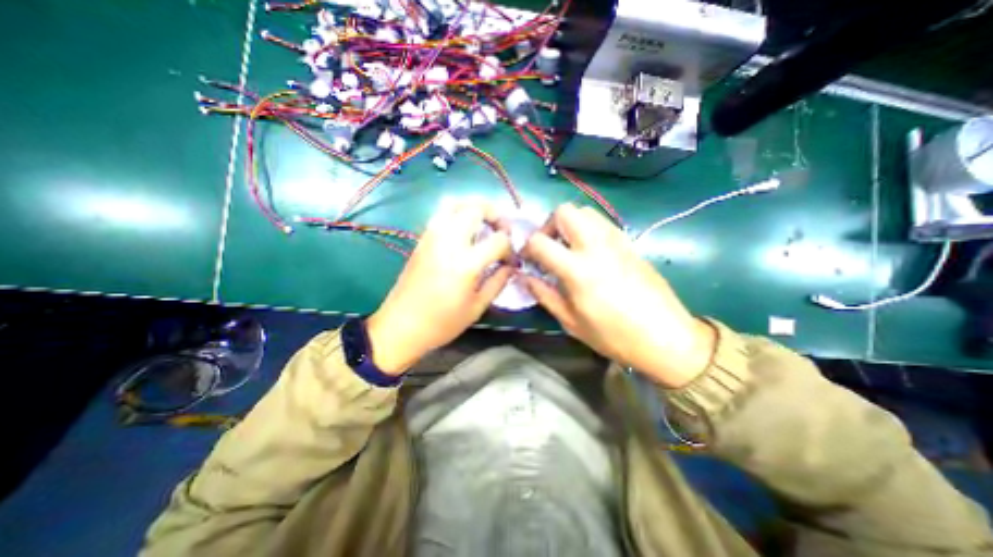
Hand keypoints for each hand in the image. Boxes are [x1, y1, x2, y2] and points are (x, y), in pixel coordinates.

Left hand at [368, 203, 514, 376]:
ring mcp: (432, 237)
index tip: (510, 260)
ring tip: (483, 225)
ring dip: (475, 209)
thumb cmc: (442, 322)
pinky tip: (464, 231)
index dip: (510, 248)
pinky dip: (457, 213)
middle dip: (495, 214)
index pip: (499, 240)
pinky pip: (442, 213)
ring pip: (456, 203)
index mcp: (466, 263)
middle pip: (476, 208)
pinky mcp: (422, 239)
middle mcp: (449, 242)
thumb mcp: (477, 307)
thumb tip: (511, 266)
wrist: (401, 325)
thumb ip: (498, 282)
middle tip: (501, 231)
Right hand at [521, 202, 713, 385]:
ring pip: (585, 211)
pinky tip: (590, 251)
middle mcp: (596, 246)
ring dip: (570, 224)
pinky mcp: (630, 243)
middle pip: (565, 211)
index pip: (540, 241)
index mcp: (578, 270)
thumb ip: (544, 295)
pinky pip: (603, 223)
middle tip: (550, 246)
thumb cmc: (614, 336)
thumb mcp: (571, 322)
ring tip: (569, 247)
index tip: (528, 258)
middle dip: (549, 225)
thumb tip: (525, 277)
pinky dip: (589, 228)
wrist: (666, 337)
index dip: (527, 247)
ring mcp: (616, 241)